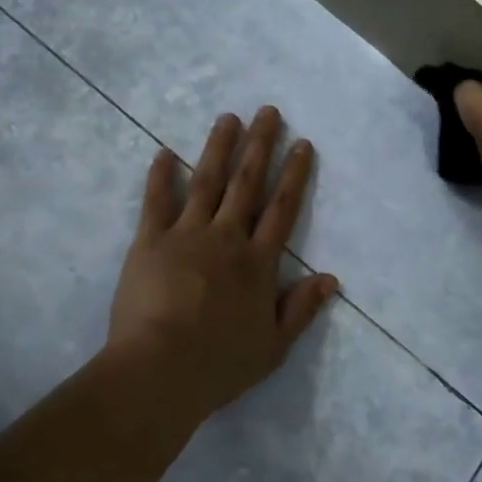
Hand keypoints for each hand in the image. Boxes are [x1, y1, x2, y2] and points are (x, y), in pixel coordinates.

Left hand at [107, 107, 339, 418]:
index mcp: (258, 262)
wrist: (160, 370)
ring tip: (228, 118)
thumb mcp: (274, 346)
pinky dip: (160, 175)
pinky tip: (163, 152)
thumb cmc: (219, 364)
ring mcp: (186, 234)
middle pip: (247, 183)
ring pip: (206, 181)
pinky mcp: (150, 240)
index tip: (302, 144)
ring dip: (219, 147)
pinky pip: (156, 201)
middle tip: (268, 111)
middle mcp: (226, 238)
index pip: (282, 209)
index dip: (294, 175)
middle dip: (260, 145)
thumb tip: (331, 278)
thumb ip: (301, 309)